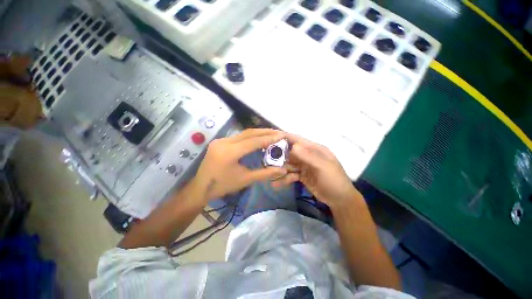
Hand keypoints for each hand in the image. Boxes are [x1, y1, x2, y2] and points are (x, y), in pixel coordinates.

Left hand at [190, 129, 287, 202]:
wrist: (200, 188)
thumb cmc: (223, 186)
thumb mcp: (245, 180)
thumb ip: (265, 173)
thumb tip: (282, 170)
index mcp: (229, 152)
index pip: (253, 141)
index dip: (269, 138)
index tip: (281, 136)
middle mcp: (224, 142)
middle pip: (249, 133)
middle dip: (265, 132)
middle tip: (278, 132)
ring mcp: (220, 140)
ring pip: (243, 133)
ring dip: (258, 133)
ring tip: (271, 133)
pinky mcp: (220, 141)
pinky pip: (238, 136)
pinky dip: (250, 136)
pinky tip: (258, 138)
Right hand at [273, 133, 361, 206]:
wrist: (339, 199)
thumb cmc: (334, 180)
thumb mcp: (324, 167)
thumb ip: (309, 156)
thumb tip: (293, 146)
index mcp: (314, 149)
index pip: (296, 139)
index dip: (283, 137)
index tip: (269, 138)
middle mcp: (307, 155)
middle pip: (289, 152)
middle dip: (278, 156)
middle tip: (267, 161)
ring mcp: (303, 166)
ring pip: (288, 164)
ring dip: (280, 169)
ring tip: (271, 175)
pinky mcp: (301, 175)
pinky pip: (290, 174)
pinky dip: (284, 178)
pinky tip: (277, 184)